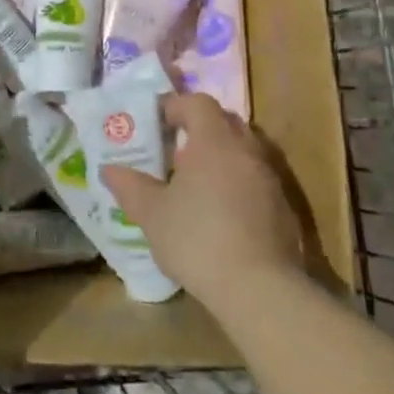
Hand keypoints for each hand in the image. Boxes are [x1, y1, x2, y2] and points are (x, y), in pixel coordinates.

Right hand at [100, 92, 301, 308]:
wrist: (260, 290)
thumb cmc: (198, 240)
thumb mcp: (152, 214)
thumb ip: (130, 187)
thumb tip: (109, 169)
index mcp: (214, 142)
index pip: (198, 103)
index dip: (176, 106)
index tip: (156, 123)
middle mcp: (246, 151)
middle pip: (225, 121)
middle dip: (200, 128)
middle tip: (175, 150)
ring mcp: (270, 179)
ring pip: (244, 151)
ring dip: (221, 157)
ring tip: (196, 183)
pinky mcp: (284, 209)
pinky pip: (256, 180)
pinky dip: (238, 184)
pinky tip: (222, 214)